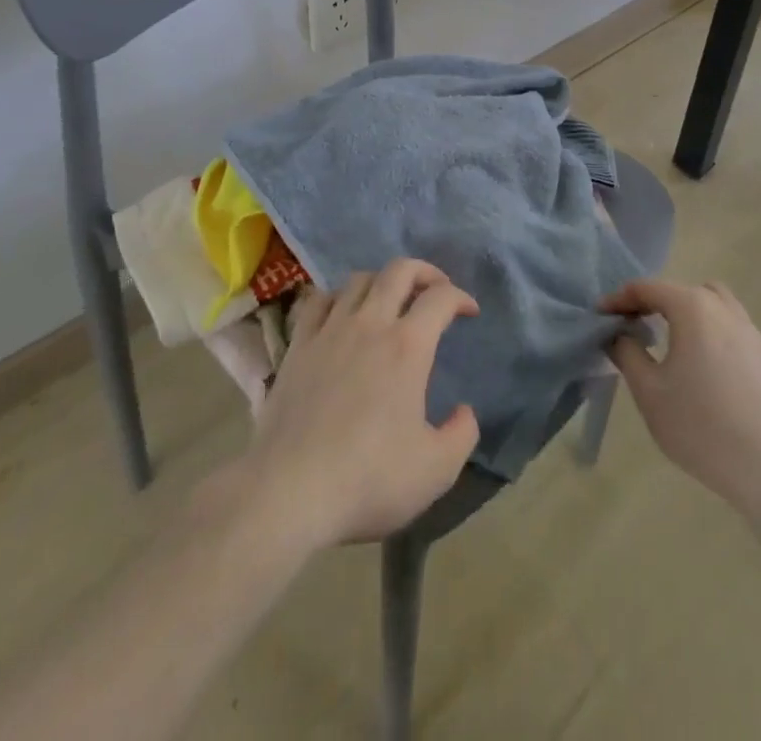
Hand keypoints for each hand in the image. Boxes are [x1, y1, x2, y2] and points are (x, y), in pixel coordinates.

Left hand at [233, 259, 480, 550]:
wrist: (290, 490)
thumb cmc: (369, 479)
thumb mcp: (436, 469)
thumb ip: (462, 434)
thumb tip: (464, 411)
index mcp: (408, 346)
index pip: (440, 298)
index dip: (460, 297)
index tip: (470, 311)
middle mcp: (370, 324)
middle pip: (399, 271)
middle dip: (424, 271)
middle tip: (435, 289)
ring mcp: (329, 330)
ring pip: (359, 279)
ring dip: (382, 281)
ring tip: (391, 300)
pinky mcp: (297, 345)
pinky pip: (319, 300)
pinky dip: (338, 297)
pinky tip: (342, 314)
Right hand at [602, 279, 760, 518]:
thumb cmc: (700, 427)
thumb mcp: (649, 392)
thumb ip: (627, 353)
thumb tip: (617, 334)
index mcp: (693, 309)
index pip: (647, 288)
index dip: (619, 299)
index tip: (600, 316)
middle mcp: (723, 309)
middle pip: (679, 290)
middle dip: (650, 301)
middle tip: (629, 326)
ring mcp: (749, 330)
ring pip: (709, 301)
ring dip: (683, 310)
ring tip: (666, 337)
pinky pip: (728, 323)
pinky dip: (706, 327)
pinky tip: (698, 361)